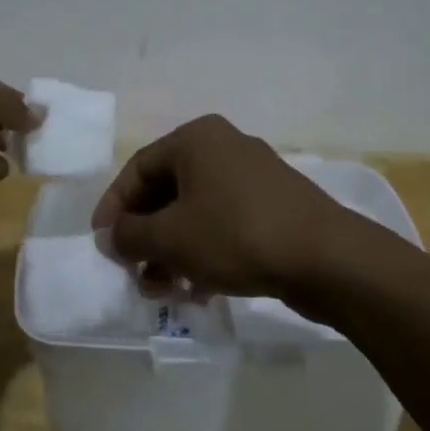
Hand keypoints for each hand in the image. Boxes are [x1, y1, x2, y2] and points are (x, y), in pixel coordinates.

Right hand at [90, 115, 352, 298]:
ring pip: (196, 212)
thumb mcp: (170, 237)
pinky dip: (204, 252)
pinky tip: (199, 291)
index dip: (114, 207)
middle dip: (146, 236)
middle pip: (167, 191)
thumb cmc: (235, 235)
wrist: (326, 259)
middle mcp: (224, 147)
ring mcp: (253, 177)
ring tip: (163, 290)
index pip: (138, 168)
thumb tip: (109, 236)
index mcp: (196, 139)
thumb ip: (129, 235)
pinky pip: (224, 224)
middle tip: (133, 272)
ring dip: (172, 251)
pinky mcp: (274, 207)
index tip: (103, 243)